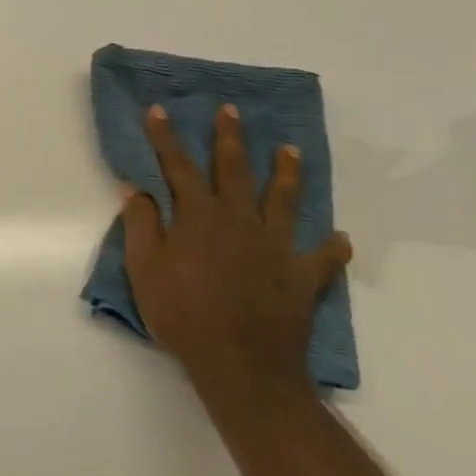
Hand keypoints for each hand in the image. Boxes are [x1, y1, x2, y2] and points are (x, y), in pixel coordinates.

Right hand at [121, 103, 351, 402]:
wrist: (241, 365)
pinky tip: (338, 238)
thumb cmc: (182, 314)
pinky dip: (331, 248)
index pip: (179, 167)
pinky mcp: (301, 277)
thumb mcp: (145, 269)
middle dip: (229, 138)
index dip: (166, 138)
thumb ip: (141, 225)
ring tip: (291, 150)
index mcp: (198, 217)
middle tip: (231, 110)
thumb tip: (137, 188)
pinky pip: (322, 258)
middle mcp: (239, 221)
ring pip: (284, 200)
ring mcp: (275, 247)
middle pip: (234, 170)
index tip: (159, 110)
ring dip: (286, 173)